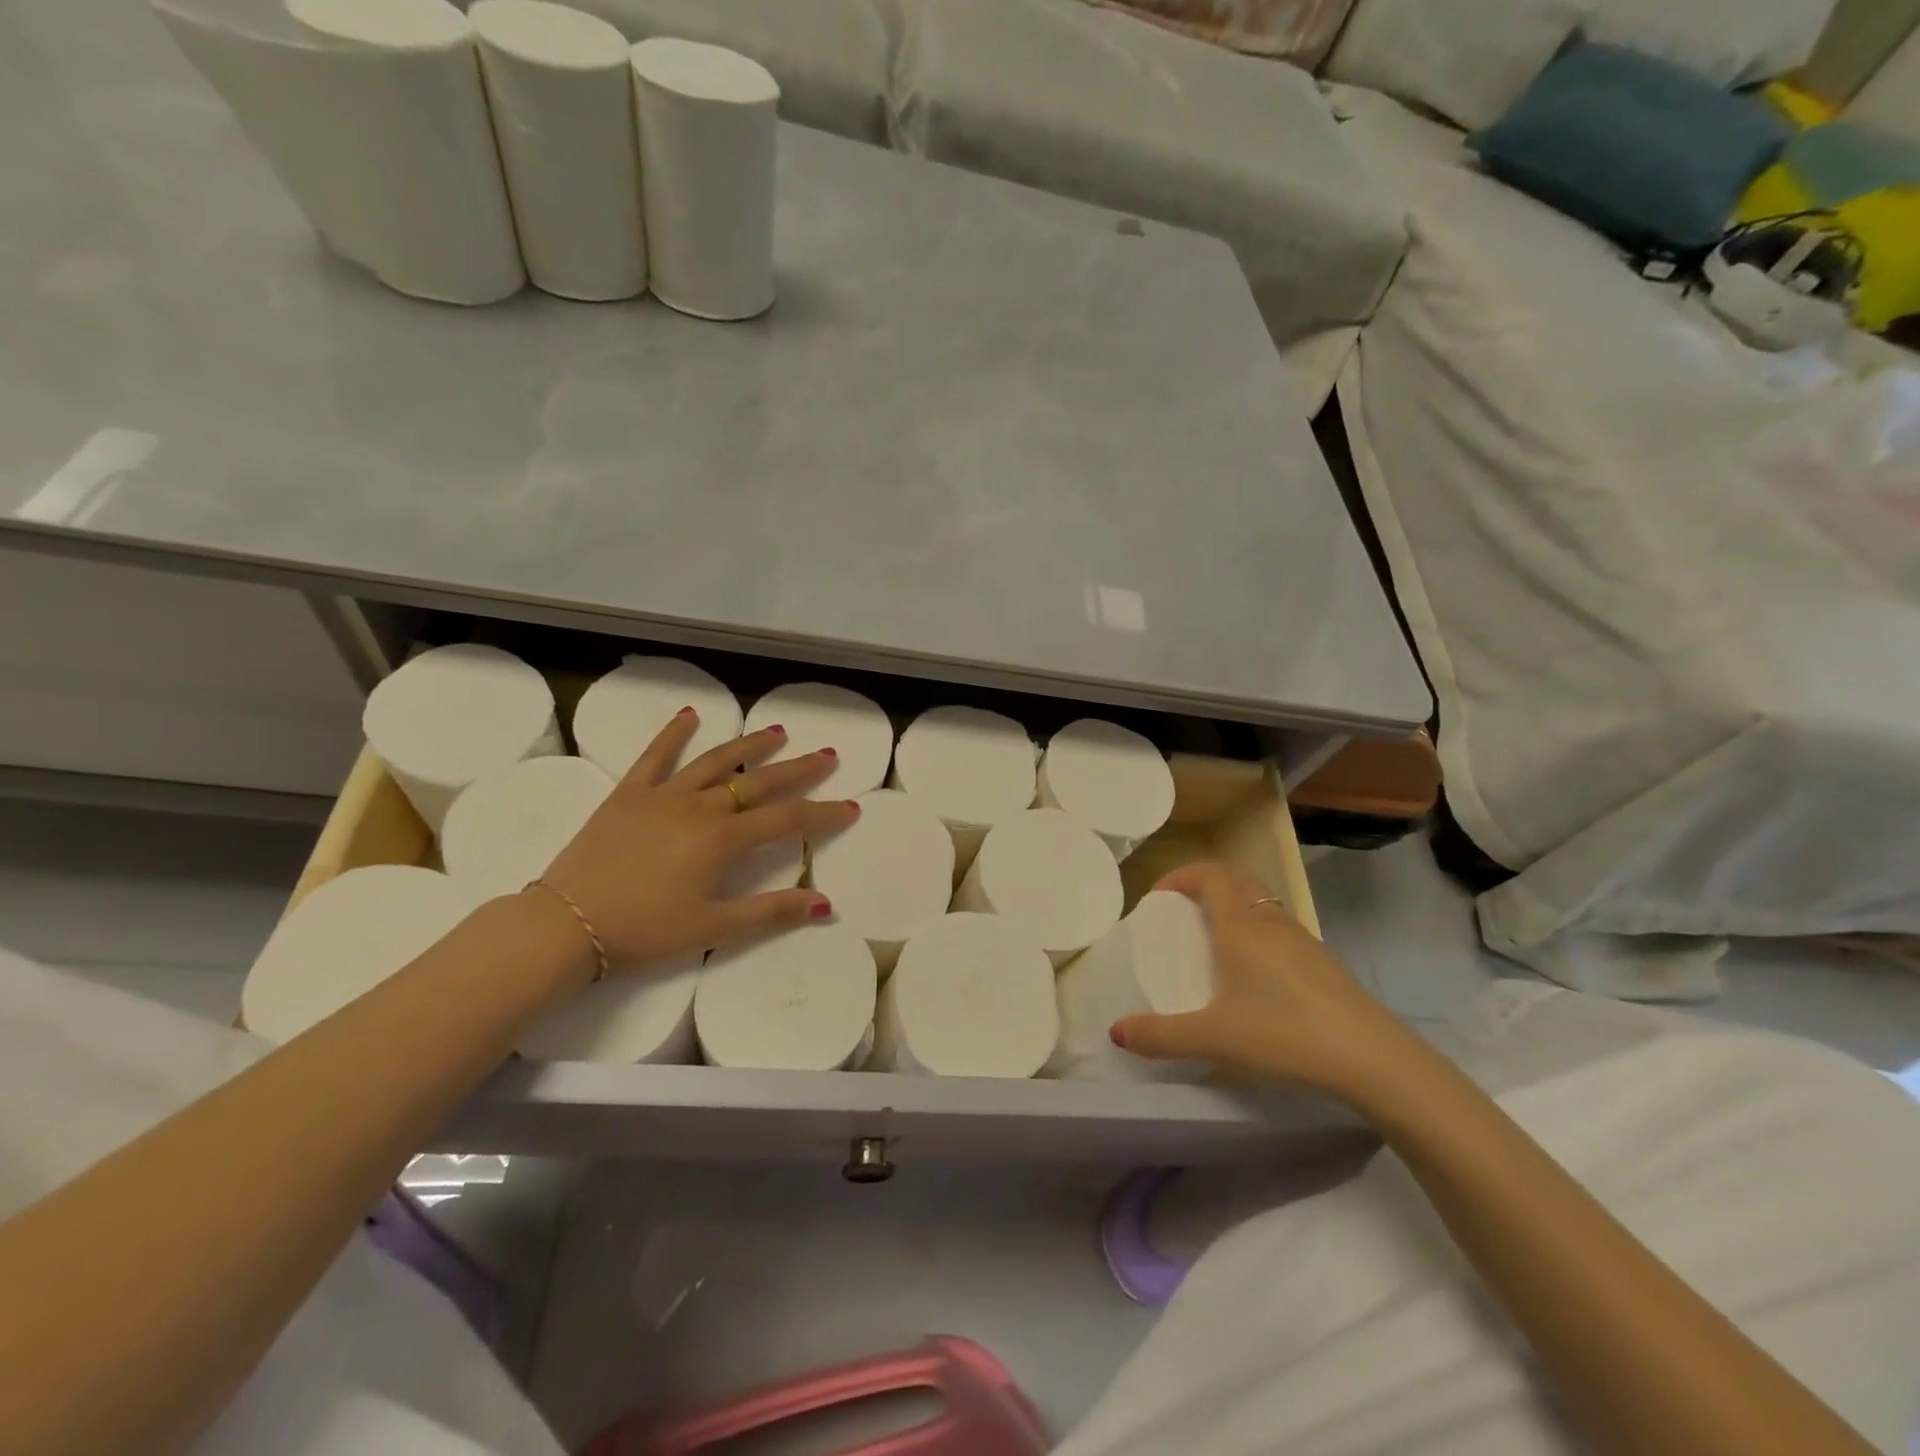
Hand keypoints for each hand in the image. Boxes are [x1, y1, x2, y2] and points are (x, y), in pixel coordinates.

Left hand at [535, 710, 858, 970]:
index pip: (788, 821)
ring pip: (716, 761)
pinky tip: (690, 715)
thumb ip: (771, 912)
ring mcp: (663, 795)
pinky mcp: (629, 793)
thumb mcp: (713, 928)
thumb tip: (825, 904)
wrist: (567, 923)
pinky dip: (673, 734)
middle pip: (759, 782)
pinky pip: (655, 756)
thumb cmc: (645, 930)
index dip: (823, 814)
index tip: (851, 807)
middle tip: (826, 756)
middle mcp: (700, 807)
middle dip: (797, 770)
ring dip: (749, 745)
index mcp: (723, 840)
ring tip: (777, 731)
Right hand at [1111, 860, 1415, 1101]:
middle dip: (1206, 889)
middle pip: (1237, 882)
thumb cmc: (1285, 1035)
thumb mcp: (1214, 1038)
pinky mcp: (1324, 964)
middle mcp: (1272, 922)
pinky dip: (1258, 938)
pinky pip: (1281, 932)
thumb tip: (1116, 1031)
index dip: (1181, 876)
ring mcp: (1304, 941)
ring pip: (1262, 907)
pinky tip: (1256, 982)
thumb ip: (1161, 1035)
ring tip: (1215, 950)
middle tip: (1183, 918)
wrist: (1374, 1060)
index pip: (1210, 874)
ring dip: (1234, 913)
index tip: (1158, 898)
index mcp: (1241, 926)